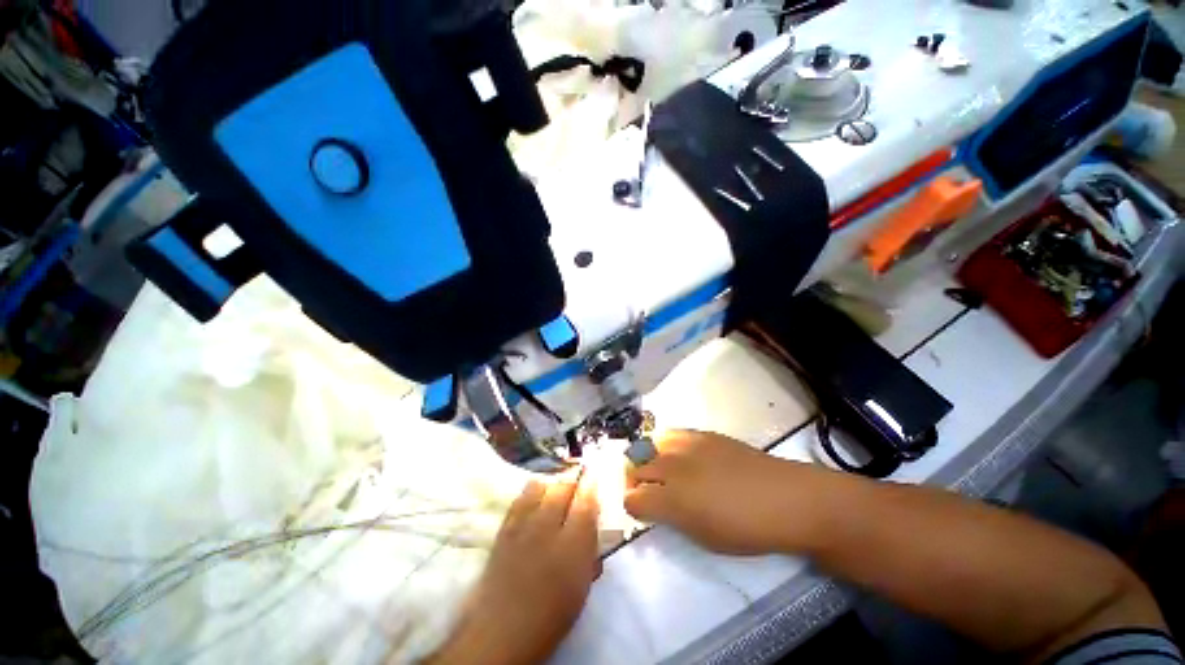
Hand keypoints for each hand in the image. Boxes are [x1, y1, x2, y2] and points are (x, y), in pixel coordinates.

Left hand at [429, 470, 600, 664]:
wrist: (502, 631)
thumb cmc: (550, 615)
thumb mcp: (582, 587)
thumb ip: (590, 552)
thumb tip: (593, 527)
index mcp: (573, 544)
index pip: (586, 500)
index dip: (592, 484)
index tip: (595, 478)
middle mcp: (548, 526)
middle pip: (563, 487)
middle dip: (573, 481)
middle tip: (578, 485)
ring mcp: (523, 525)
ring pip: (540, 486)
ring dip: (551, 485)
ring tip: (555, 493)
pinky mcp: (504, 528)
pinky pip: (520, 498)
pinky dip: (531, 493)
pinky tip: (534, 500)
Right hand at [625, 430, 817, 555]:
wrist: (786, 498)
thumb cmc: (746, 529)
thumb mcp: (704, 538)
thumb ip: (673, 519)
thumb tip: (657, 507)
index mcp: (672, 499)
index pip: (632, 499)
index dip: (632, 507)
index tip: (640, 511)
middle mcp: (672, 467)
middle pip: (636, 468)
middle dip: (634, 481)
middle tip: (646, 491)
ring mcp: (686, 445)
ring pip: (649, 445)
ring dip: (647, 458)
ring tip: (658, 469)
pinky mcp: (702, 433)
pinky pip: (671, 434)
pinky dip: (665, 445)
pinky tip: (677, 454)